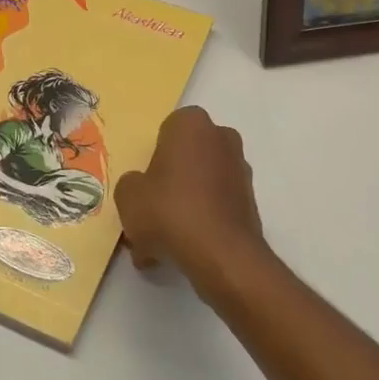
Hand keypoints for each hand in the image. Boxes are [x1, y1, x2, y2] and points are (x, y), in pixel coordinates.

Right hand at [115, 107, 270, 291]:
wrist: (222, 255)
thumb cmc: (170, 211)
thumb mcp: (128, 196)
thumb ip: (131, 184)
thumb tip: (142, 189)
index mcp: (192, 124)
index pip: (166, 132)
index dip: (152, 159)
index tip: (143, 185)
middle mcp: (221, 138)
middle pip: (185, 159)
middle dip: (168, 184)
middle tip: (148, 213)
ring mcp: (240, 170)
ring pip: (199, 186)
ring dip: (182, 207)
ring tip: (160, 243)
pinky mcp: (250, 202)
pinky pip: (214, 207)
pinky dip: (199, 223)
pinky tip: (181, 251)